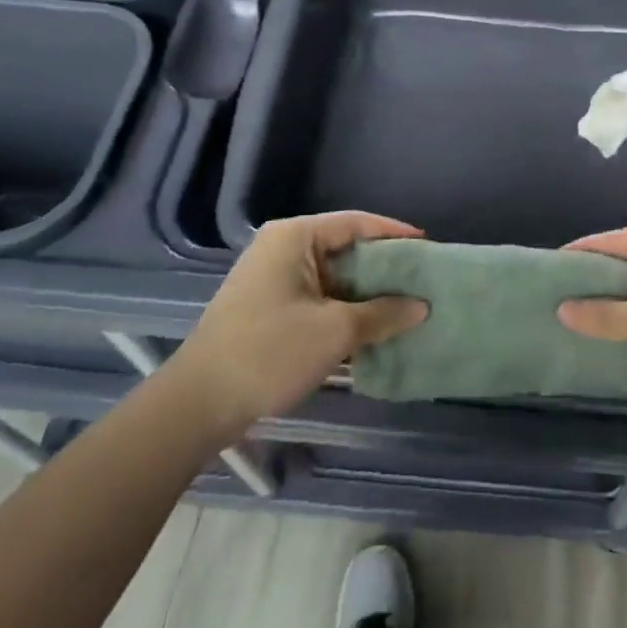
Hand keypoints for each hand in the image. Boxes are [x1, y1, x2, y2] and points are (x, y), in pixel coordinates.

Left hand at [168, 212, 427, 436]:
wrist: (197, 405)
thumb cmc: (269, 352)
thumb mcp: (336, 332)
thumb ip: (383, 314)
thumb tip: (421, 306)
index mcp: (295, 236)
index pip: (357, 223)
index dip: (395, 234)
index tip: (428, 247)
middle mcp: (282, 248)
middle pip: (345, 247)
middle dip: (383, 267)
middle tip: (421, 279)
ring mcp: (272, 278)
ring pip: (333, 276)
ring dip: (365, 292)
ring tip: (404, 304)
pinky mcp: (268, 307)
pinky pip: (318, 296)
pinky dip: (344, 308)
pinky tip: (371, 326)